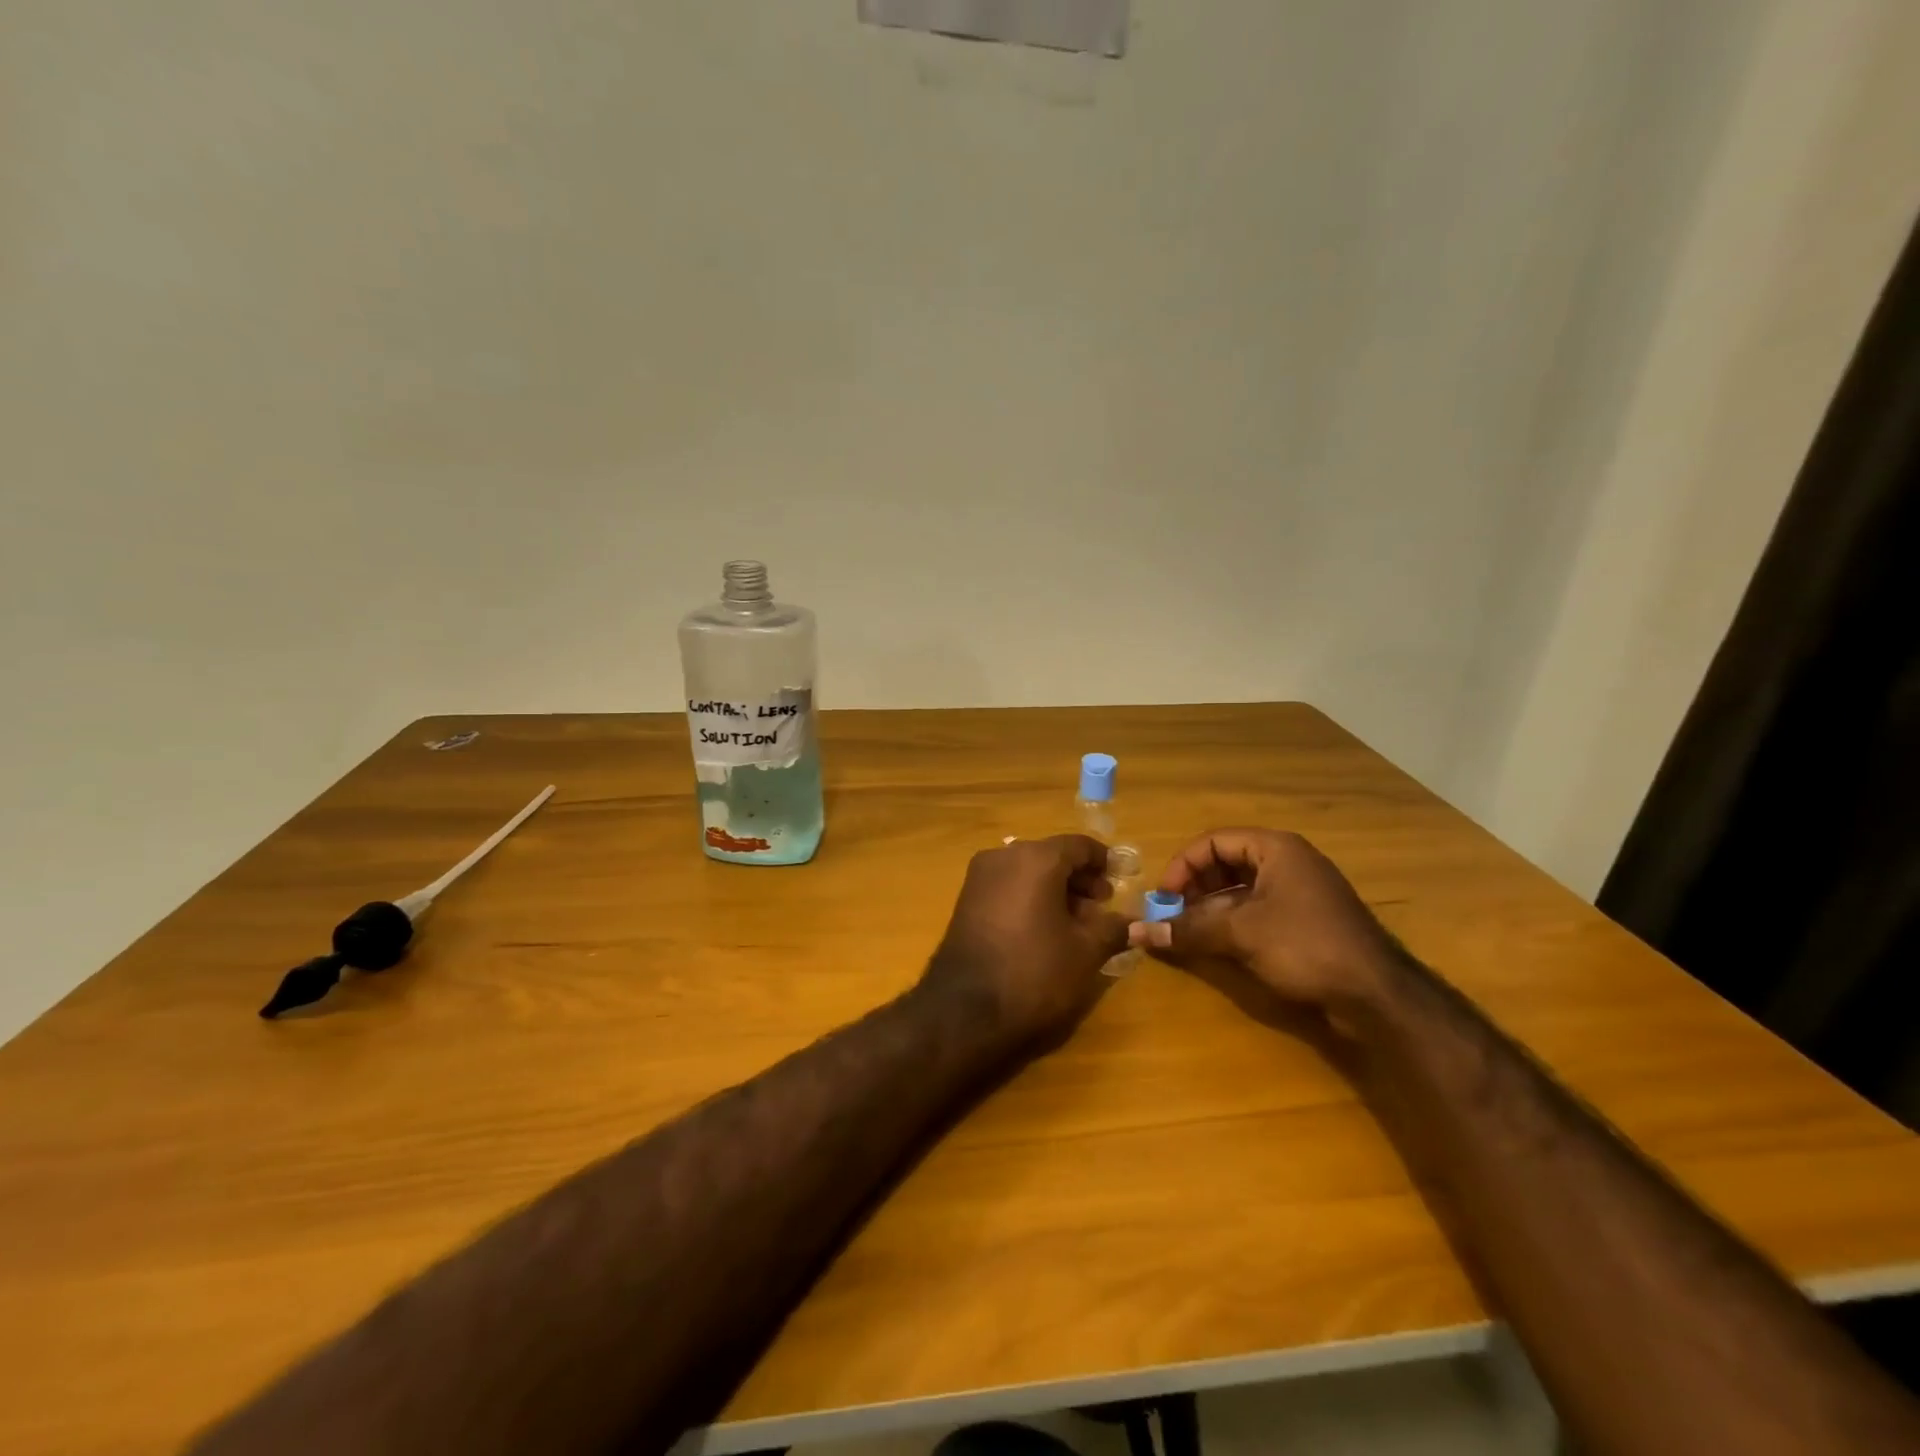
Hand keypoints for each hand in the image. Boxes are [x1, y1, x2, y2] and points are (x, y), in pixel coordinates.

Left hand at [924, 835, 1129, 1047]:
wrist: (965, 1009)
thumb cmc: (1034, 971)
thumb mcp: (1085, 952)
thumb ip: (1112, 929)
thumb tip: (1132, 922)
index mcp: (1036, 858)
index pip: (1079, 845)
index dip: (1103, 861)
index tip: (1121, 880)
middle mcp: (1004, 856)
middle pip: (1052, 856)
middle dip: (1079, 878)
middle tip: (1101, 907)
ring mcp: (980, 877)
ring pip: (1028, 871)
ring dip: (1055, 889)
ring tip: (1077, 923)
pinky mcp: (966, 900)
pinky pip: (1008, 886)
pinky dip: (1030, 897)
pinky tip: (1044, 929)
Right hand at [1128, 828, 1405, 1015]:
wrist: (1377, 994)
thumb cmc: (1305, 946)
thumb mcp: (1240, 934)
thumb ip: (1188, 929)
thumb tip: (1137, 932)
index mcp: (1275, 849)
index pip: (1213, 842)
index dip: (1183, 866)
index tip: (1163, 898)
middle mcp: (1288, 862)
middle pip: (1226, 862)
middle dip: (1195, 887)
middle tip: (1174, 914)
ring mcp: (1301, 892)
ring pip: (1241, 889)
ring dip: (1211, 907)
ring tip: (1190, 931)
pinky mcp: (1307, 921)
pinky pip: (1259, 909)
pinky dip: (1234, 922)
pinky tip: (1220, 945)